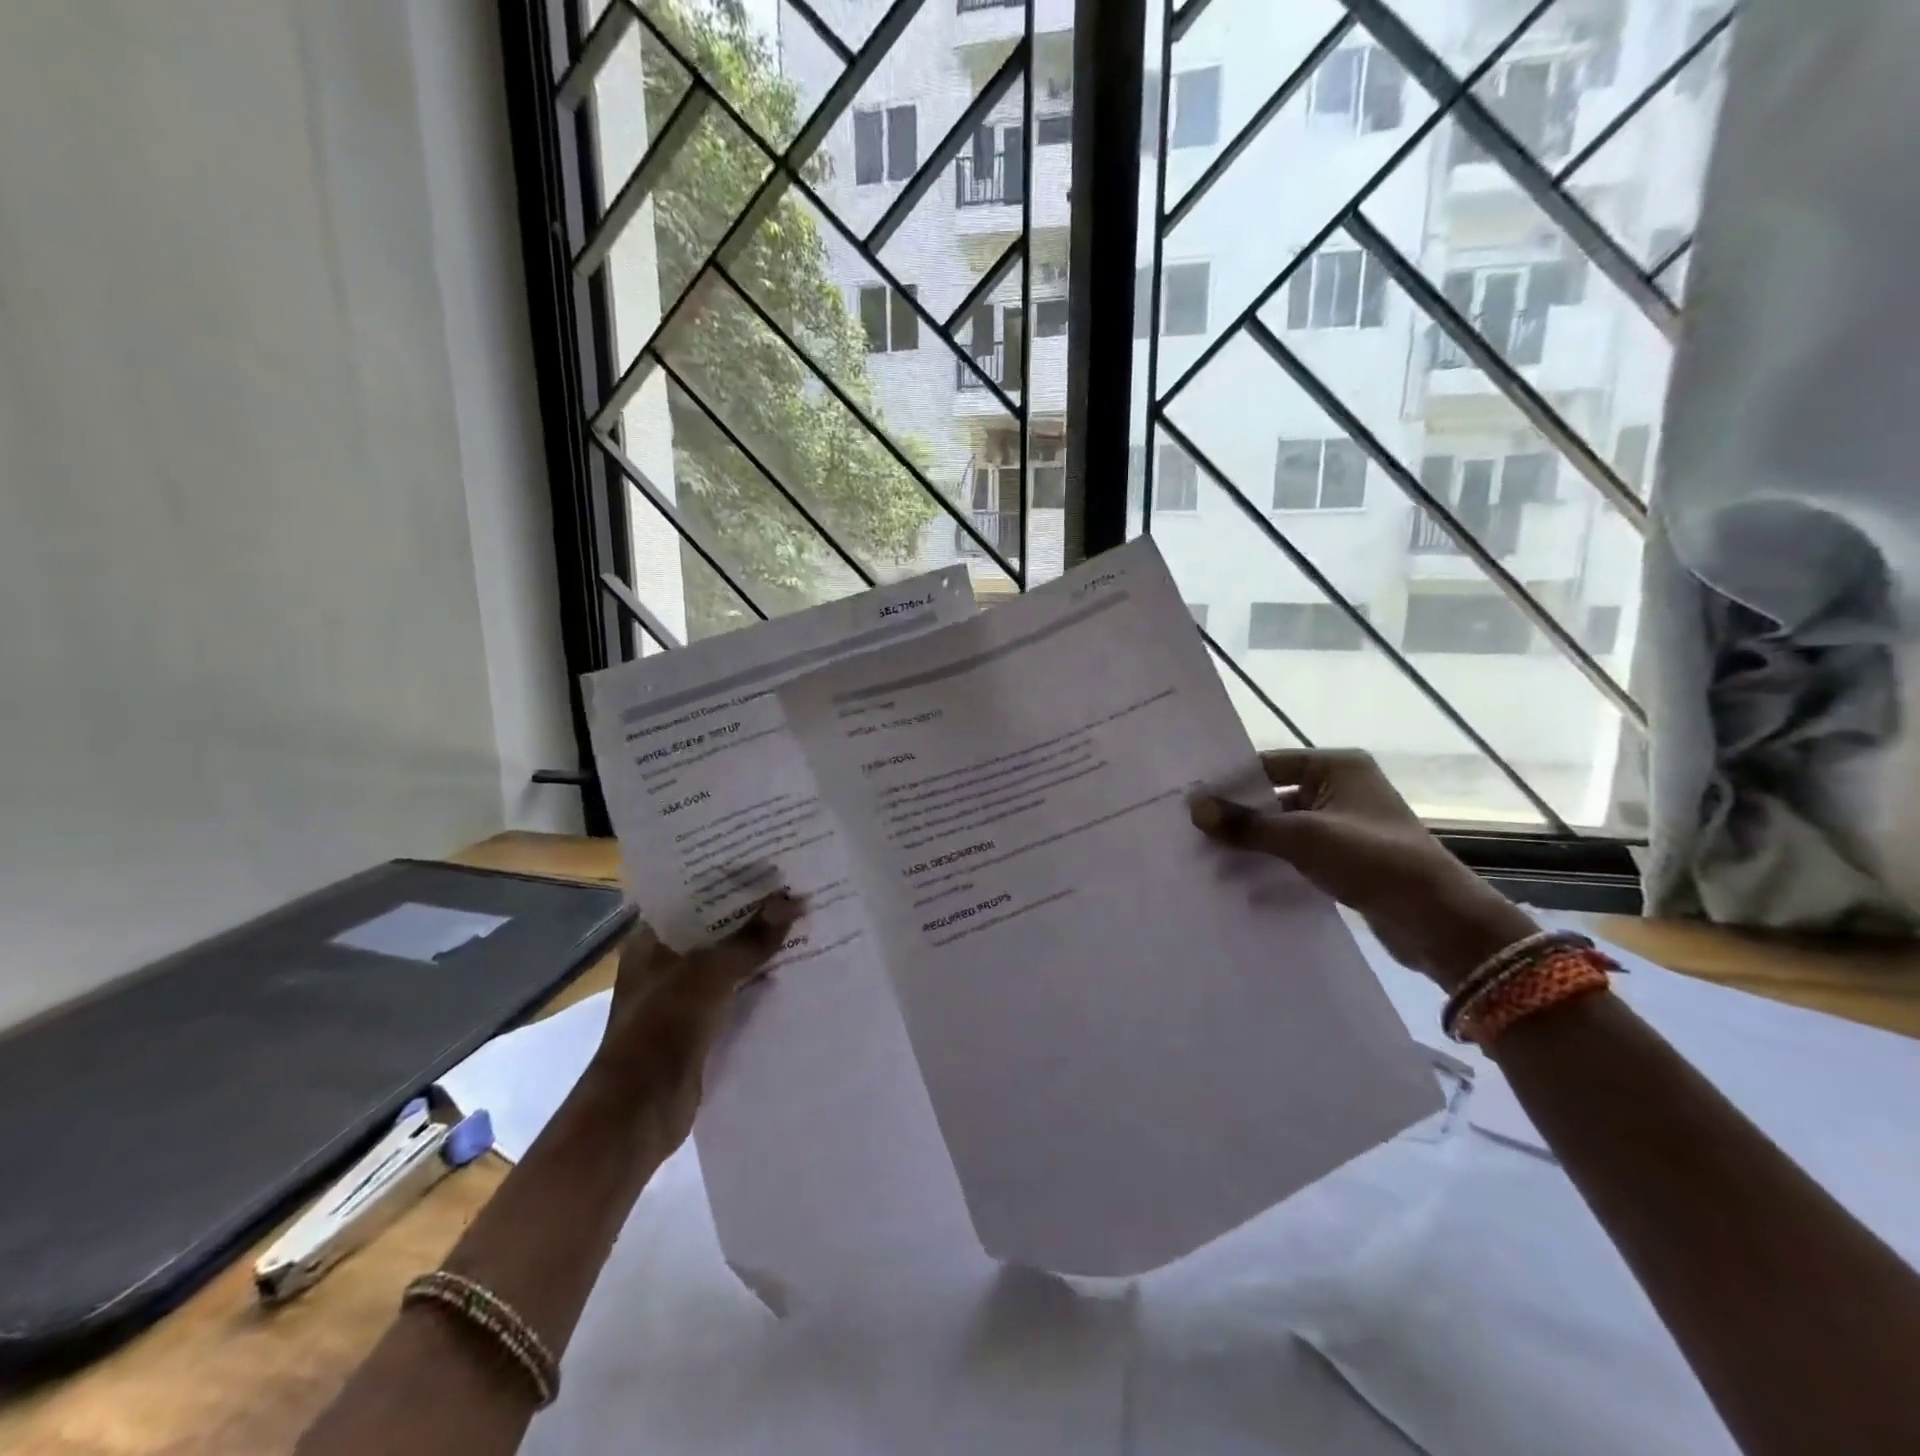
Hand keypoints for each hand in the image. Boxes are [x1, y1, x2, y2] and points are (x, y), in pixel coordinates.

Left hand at [589, 891, 804, 1146]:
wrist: (639, 1112)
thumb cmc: (663, 1028)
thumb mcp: (710, 974)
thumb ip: (752, 939)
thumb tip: (793, 901)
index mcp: (651, 941)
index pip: (692, 896)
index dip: (728, 881)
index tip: (768, 863)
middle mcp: (664, 963)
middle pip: (715, 929)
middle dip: (753, 915)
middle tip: (797, 888)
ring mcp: (682, 996)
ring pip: (728, 962)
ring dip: (760, 950)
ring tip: (806, 921)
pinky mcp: (701, 1026)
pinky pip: (737, 994)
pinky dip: (761, 984)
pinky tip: (797, 970)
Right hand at [1189, 749, 1533, 990]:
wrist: (1438, 921)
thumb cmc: (1373, 859)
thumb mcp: (1303, 837)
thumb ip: (1247, 823)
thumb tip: (1194, 808)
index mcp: (1338, 766)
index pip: (1268, 764)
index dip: (1230, 781)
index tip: (1189, 797)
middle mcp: (1340, 788)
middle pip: (1272, 795)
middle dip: (1236, 815)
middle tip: (1188, 828)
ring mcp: (1342, 825)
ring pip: (1282, 827)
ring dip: (1250, 841)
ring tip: (1202, 854)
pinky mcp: (1343, 858)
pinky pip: (1294, 852)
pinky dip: (1269, 861)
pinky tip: (1234, 876)